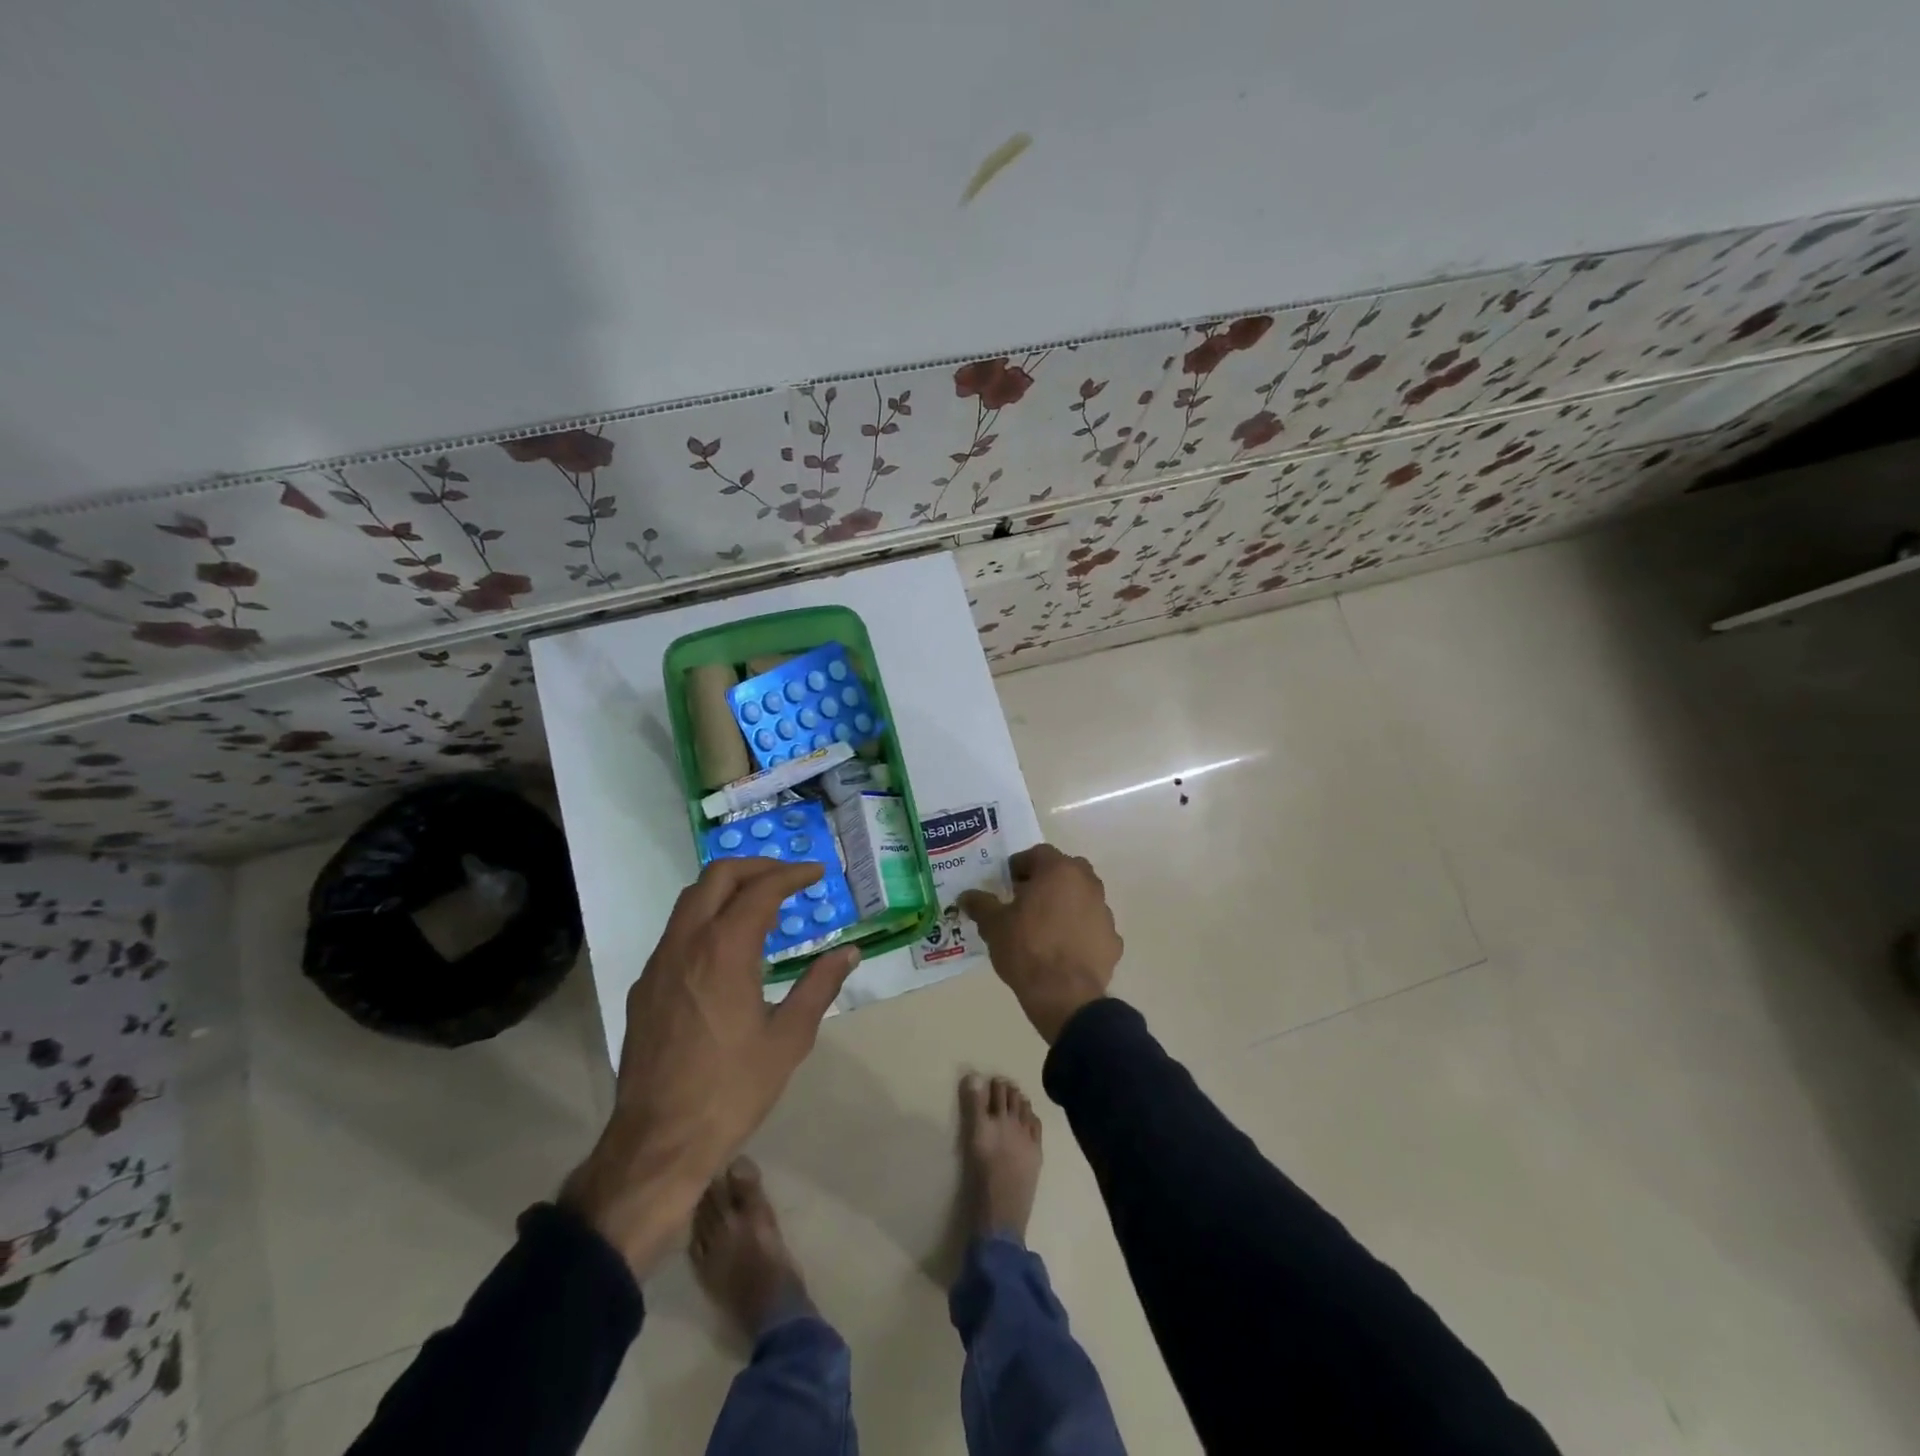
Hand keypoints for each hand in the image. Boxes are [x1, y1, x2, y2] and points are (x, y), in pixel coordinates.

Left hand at [561, 859, 860, 1276]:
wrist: (658, 1143)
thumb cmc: (732, 1090)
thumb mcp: (789, 1039)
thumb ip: (820, 986)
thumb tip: (848, 952)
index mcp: (725, 950)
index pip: (761, 889)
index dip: (792, 874)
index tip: (817, 874)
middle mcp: (687, 944)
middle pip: (717, 877)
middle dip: (756, 867)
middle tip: (788, 877)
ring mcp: (659, 964)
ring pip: (690, 900)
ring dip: (727, 889)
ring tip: (761, 906)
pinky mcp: (645, 987)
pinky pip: (676, 932)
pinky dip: (706, 919)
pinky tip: (726, 950)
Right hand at [958, 844, 1120, 1042]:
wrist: (1065, 996)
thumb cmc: (1026, 949)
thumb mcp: (993, 925)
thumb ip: (980, 905)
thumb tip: (966, 896)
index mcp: (1059, 871)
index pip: (1038, 854)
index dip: (1019, 866)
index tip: (1006, 885)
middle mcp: (1088, 883)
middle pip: (1065, 871)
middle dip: (1046, 881)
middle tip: (1025, 902)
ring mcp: (1105, 912)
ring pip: (1082, 898)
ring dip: (1065, 905)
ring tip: (1044, 928)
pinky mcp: (1113, 940)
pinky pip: (1092, 927)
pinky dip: (1080, 932)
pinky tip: (1063, 951)